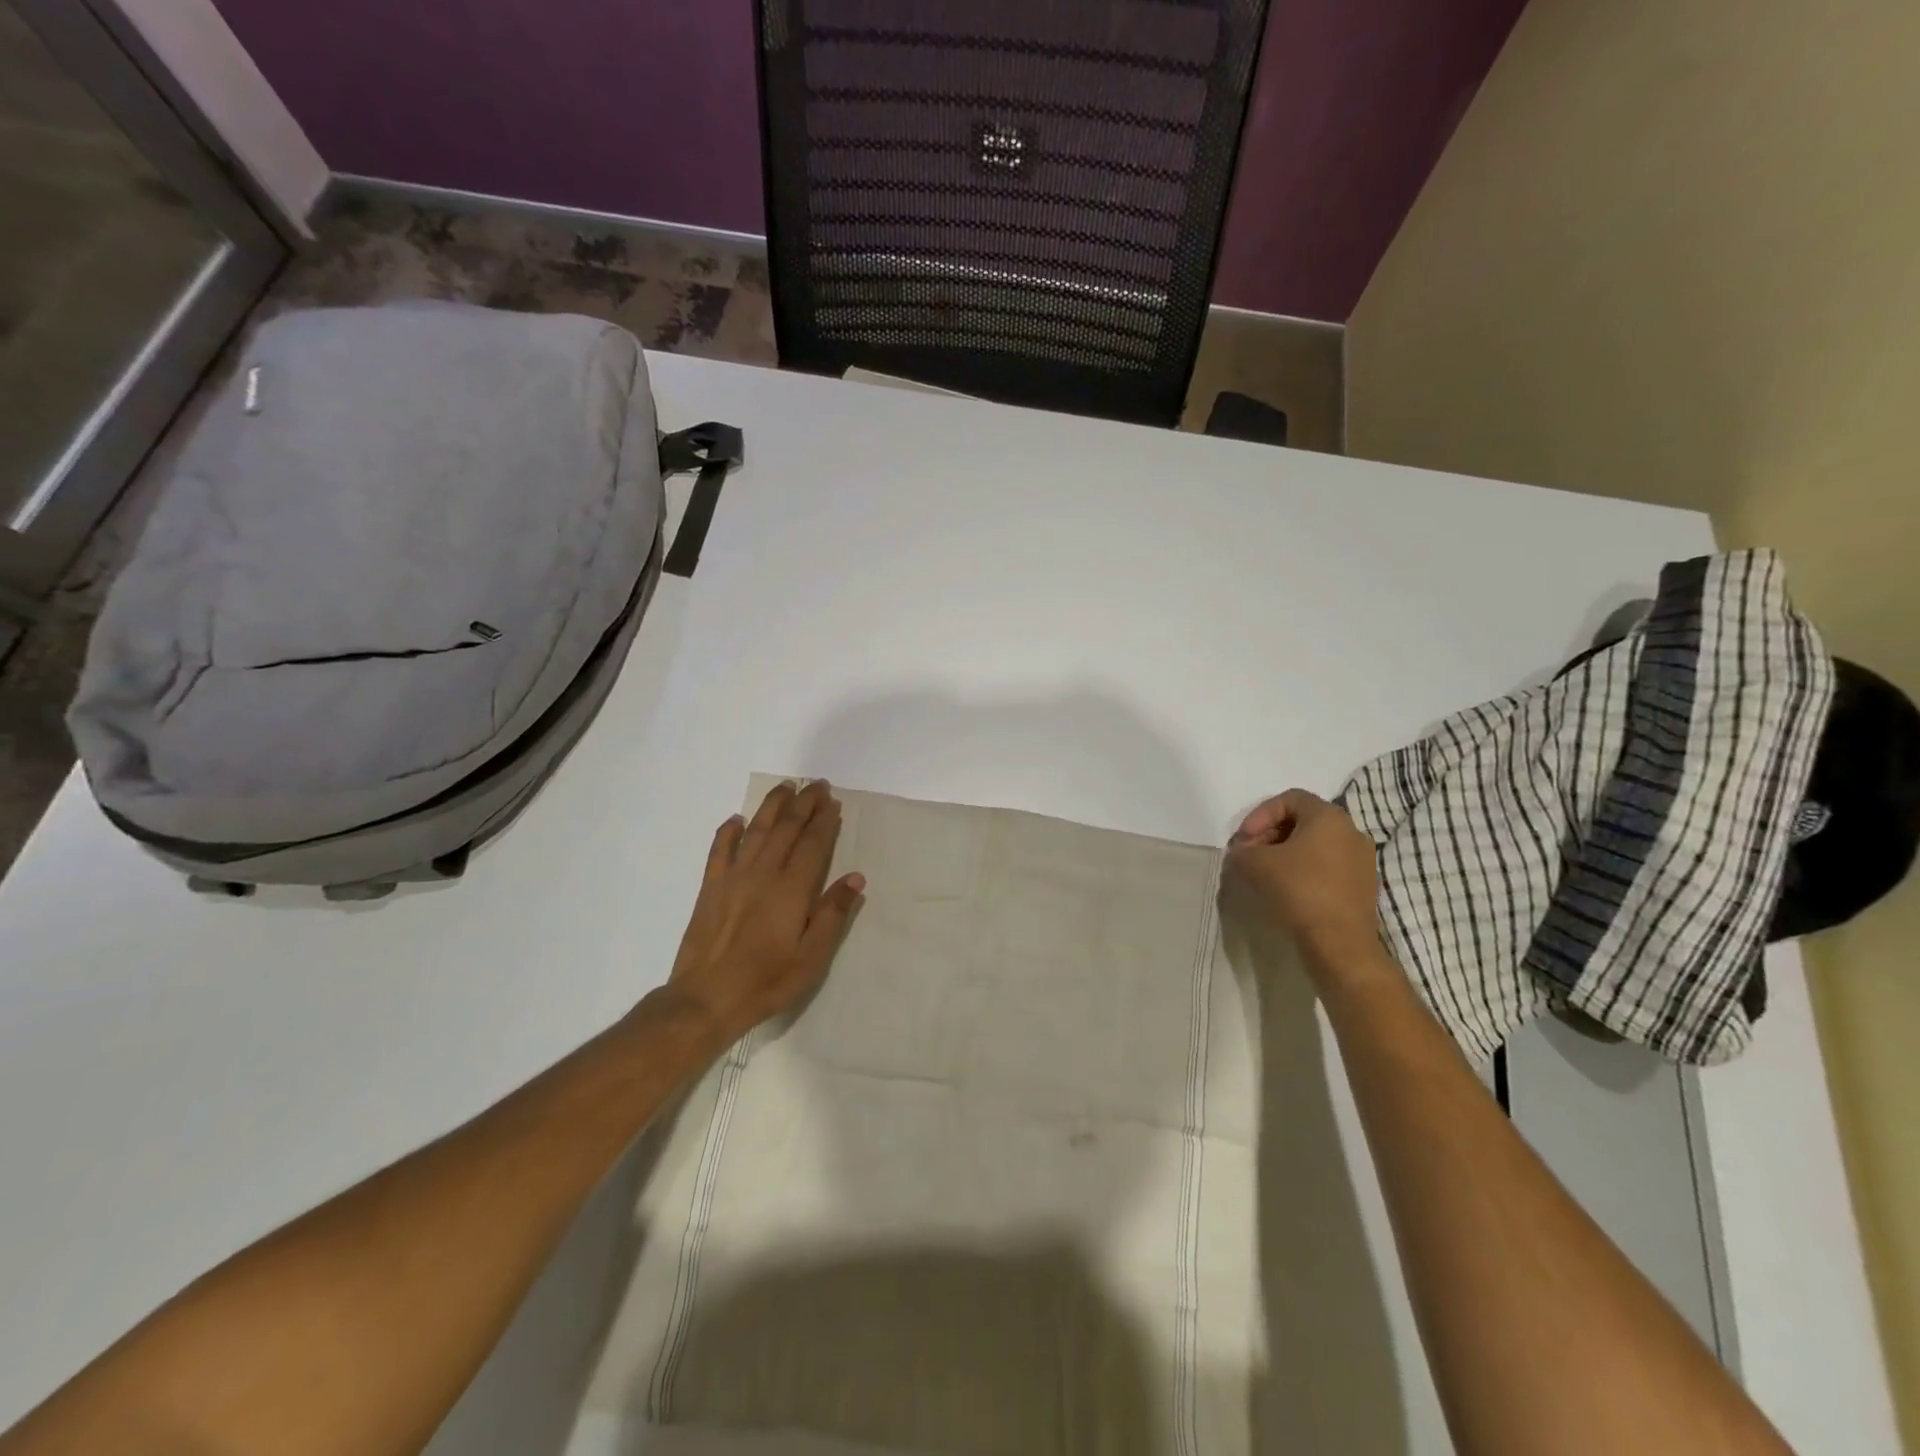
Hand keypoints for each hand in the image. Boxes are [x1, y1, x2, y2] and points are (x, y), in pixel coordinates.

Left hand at [661, 780, 865, 1049]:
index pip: (813, 844)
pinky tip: (736, 819)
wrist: (706, 998)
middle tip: (817, 786)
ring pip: (756, 830)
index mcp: (792, 890)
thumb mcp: (812, 957)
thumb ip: (833, 914)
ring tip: (785, 787)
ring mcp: (733, 877)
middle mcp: (763, 874)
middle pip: (786, 828)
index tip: (833, 802)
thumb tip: (855, 878)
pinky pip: (719, 850)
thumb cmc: (767, 981)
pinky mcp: (710, 888)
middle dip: (804, 804)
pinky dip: (728, 831)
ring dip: (772, 806)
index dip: (824, 821)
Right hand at [1226, 789, 1382, 981]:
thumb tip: (1242, 853)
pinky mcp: (1364, 884)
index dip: (1259, 815)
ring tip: (1266, 873)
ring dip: (1287, 852)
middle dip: (1271, 834)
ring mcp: (1362, 858)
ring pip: (1316, 844)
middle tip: (1251, 855)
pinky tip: (1288, 889)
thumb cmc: (1299, 891)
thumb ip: (1242, 851)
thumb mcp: (1255, 864)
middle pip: (1303, 820)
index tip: (1244, 840)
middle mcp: (1351, 830)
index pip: (1289, 799)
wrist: (1340, 944)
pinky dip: (1305, 869)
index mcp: (1328, 816)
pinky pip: (1328, 865)